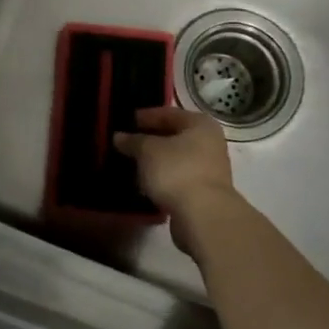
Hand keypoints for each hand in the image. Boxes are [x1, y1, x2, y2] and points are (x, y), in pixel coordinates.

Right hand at [114, 107, 238, 254]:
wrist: (203, 215)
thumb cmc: (176, 171)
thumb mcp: (147, 151)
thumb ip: (133, 141)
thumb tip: (119, 136)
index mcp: (200, 124)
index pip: (168, 113)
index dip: (146, 116)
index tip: (126, 121)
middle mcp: (210, 142)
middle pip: (175, 135)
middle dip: (150, 139)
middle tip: (126, 142)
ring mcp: (209, 168)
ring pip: (176, 158)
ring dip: (156, 160)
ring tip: (132, 163)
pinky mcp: (204, 191)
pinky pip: (178, 177)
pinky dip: (163, 177)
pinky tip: (145, 182)